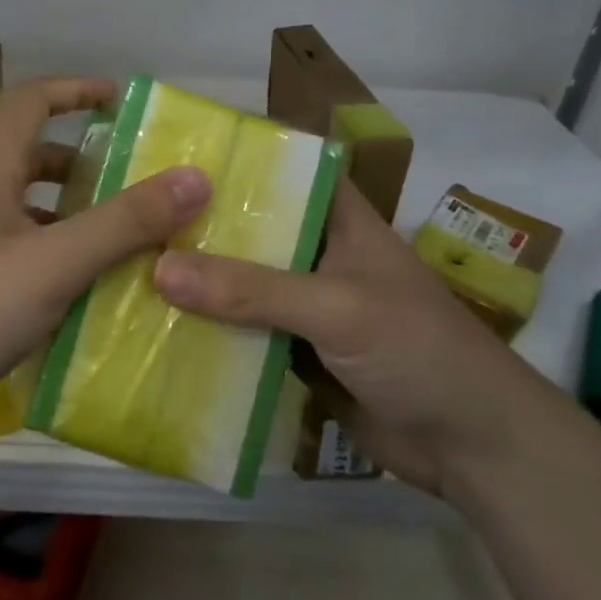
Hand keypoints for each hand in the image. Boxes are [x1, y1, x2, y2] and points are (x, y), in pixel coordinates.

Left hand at [0, 77, 211, 422]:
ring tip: (117, 235)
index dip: (77, 90)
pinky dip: (48, 244)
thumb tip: (192, 178)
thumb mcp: (53, 263)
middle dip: (84, 162)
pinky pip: (12, 238)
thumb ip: (123, 222)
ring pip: (23, 200)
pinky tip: (74, 281)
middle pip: (31, 151)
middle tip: (134, 183)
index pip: (32, 99)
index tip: (121, 101)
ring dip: (68, 208)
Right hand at [151, 178, 556, 496]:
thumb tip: (159, 268)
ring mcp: (306, 306)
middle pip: (252, 230)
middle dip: (199, 225)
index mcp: (340, 221)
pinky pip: (244, 333)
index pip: (286, 171)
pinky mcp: (296, 353)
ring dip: (198, 282)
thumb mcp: (336, 308)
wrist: (471, 446)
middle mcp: (318, 255)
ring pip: (242, 284)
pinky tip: (158, 326)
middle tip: (131, 214)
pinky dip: (210, 331)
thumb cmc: (417, 350)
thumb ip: (251, 290)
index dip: (238, 158)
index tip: (174, 153)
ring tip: (128, 264)